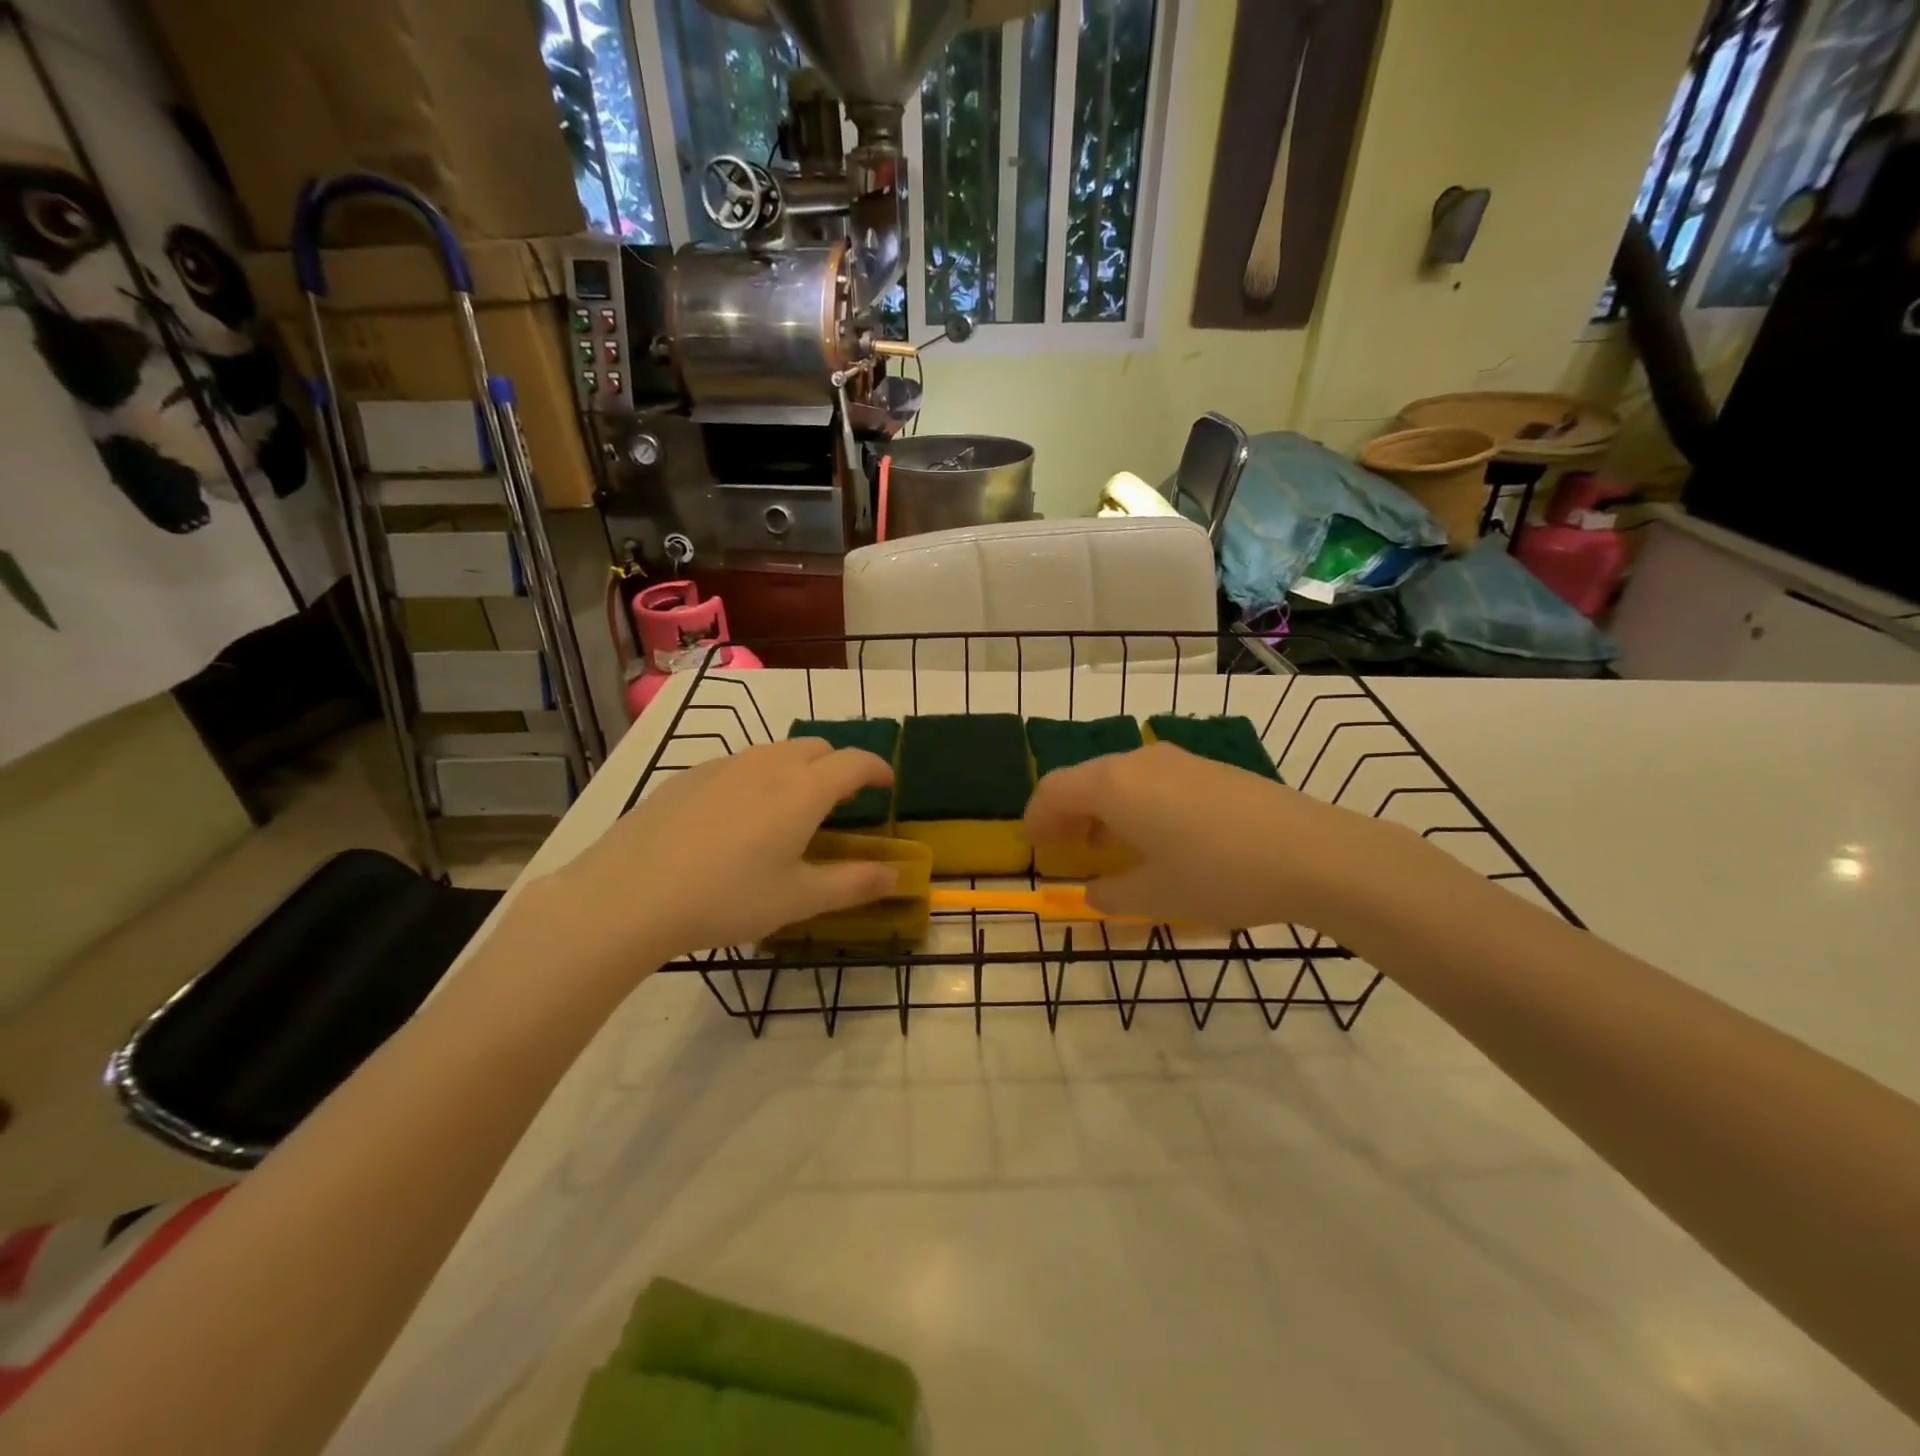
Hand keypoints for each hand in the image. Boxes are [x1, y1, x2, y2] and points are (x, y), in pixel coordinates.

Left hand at [524, 739, 899, 965]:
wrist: (628, 895)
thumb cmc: (726, 897)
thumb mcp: (798, 899)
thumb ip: (854, 884)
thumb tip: (896, 875)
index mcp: (804, 789)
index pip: (855, 762)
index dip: (878, 768)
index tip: (887, 784)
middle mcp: (768, 764)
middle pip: (817, 748)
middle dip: (839, 766)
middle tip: (841, 802)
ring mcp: (723, 765)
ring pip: (776, 752)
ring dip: (798, 769)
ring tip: (791, 808)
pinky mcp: (687, 776)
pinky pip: (739, 764)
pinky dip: (758, 778)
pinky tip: (738, 818)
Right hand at [1023, 741, 1401, 932]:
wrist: (1312, 853)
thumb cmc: (1218, 875)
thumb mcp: (1156, 897)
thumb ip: (1112, 895)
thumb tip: (1094, 893)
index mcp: (1113, 786)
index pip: (1054, 790)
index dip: (1037, 818)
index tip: (1034, 846)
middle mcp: (1138, 762)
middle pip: (1085, 779)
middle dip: (1067, 813)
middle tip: (1064, 848)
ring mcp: (1177, 761)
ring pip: (1120, 778)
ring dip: (1101, 809)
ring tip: (1106, 846)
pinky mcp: (1209, 769)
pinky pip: (1152, 781)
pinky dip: (1135, 804)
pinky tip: (1156, 836)